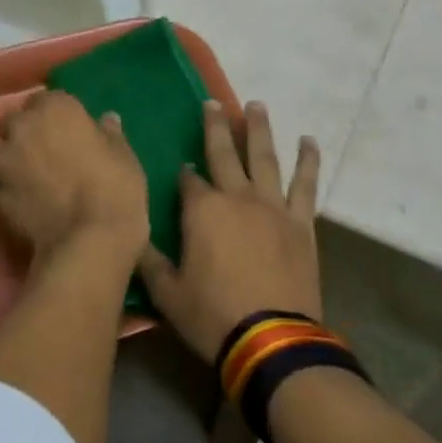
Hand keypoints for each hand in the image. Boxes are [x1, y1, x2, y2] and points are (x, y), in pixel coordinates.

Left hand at [0, 92, 149, 261]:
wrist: (88, 240)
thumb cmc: (115, 189)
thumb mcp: (123, 156)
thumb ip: (109, 134)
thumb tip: (106, 120)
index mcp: (57, 108)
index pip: (50, 99)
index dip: (59, 115)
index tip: (70, 132)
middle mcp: (22, 126)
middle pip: (17, 120)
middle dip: (28, 131)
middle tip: (47, 152)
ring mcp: (1, 158)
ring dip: (6, 153)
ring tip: (24, 172)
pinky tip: (17, 195)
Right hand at [139, 101, 321, 362]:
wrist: (271, 339)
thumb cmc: (212, 316)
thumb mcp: (166, 293)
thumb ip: (149, 258)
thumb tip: (133, 230)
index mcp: (202, 210)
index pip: (188, 180)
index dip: (184, 174)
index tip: (182, 169)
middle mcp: (237, 197)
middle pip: (224, 153)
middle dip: (216, 126)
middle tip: (213, 103)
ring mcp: (272, 206)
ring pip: (265, 157)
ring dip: (260, 129)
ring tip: (258, 105)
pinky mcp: (300, 222)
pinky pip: (305, 184)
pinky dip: (308, 161)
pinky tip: (309, 142)